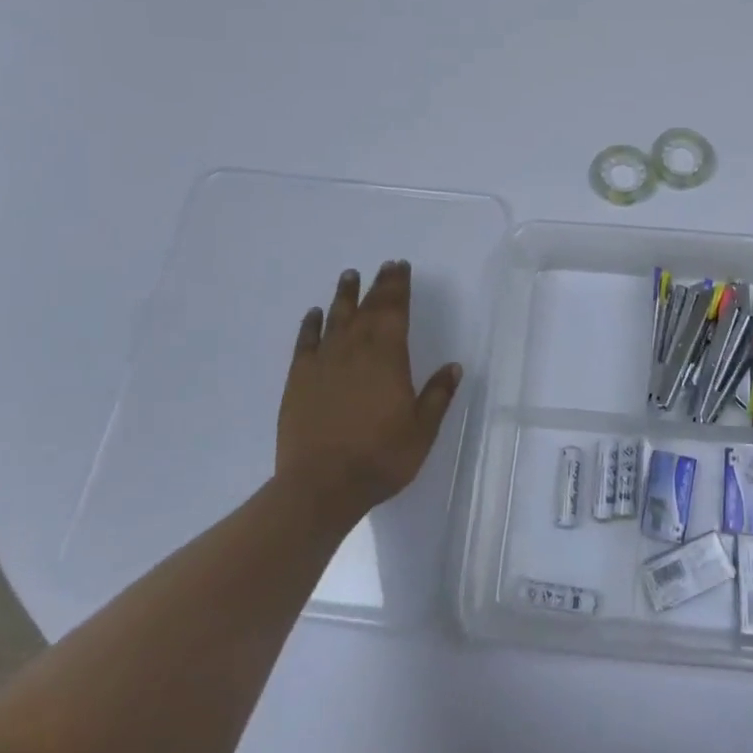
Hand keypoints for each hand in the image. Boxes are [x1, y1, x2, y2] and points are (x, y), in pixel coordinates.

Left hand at [273, 261, 462, 527]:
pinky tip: (314, 314)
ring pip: (336, 318)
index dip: (399, 287)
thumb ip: (437, 395)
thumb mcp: (422, 430)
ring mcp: (324, 363)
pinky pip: (306, 343)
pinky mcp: (299, 380)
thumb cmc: (380, 457)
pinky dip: (311, 325)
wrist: (321, 486)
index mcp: (388, 357)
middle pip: (368, 309)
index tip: (400, 267)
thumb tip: (453, 367)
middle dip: (378, 286)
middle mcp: (355, 350)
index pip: (395, 311)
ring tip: (349, 276)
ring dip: (344, 296)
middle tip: (383, 266)